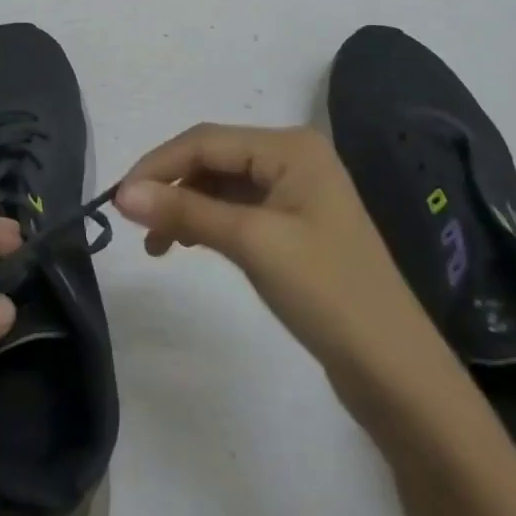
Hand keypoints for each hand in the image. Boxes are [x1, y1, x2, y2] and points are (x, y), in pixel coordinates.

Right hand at [115, 124, 432, 391]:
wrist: (398, 374)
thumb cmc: (327, 293)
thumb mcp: (251, 244)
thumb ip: (186, 212)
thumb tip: (122, 193)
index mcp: (290, 147)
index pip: (206, 141)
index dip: (158, 165)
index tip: (117, 199)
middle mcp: (293, 158)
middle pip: (213, 158)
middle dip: (171, 185)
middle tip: (132, 221)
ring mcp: (296, 193)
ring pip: (222, 185)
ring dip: (186, 206)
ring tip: (156, 243)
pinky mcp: (295, 227)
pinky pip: (238, 210)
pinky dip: (208, 222)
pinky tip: (187, 244)